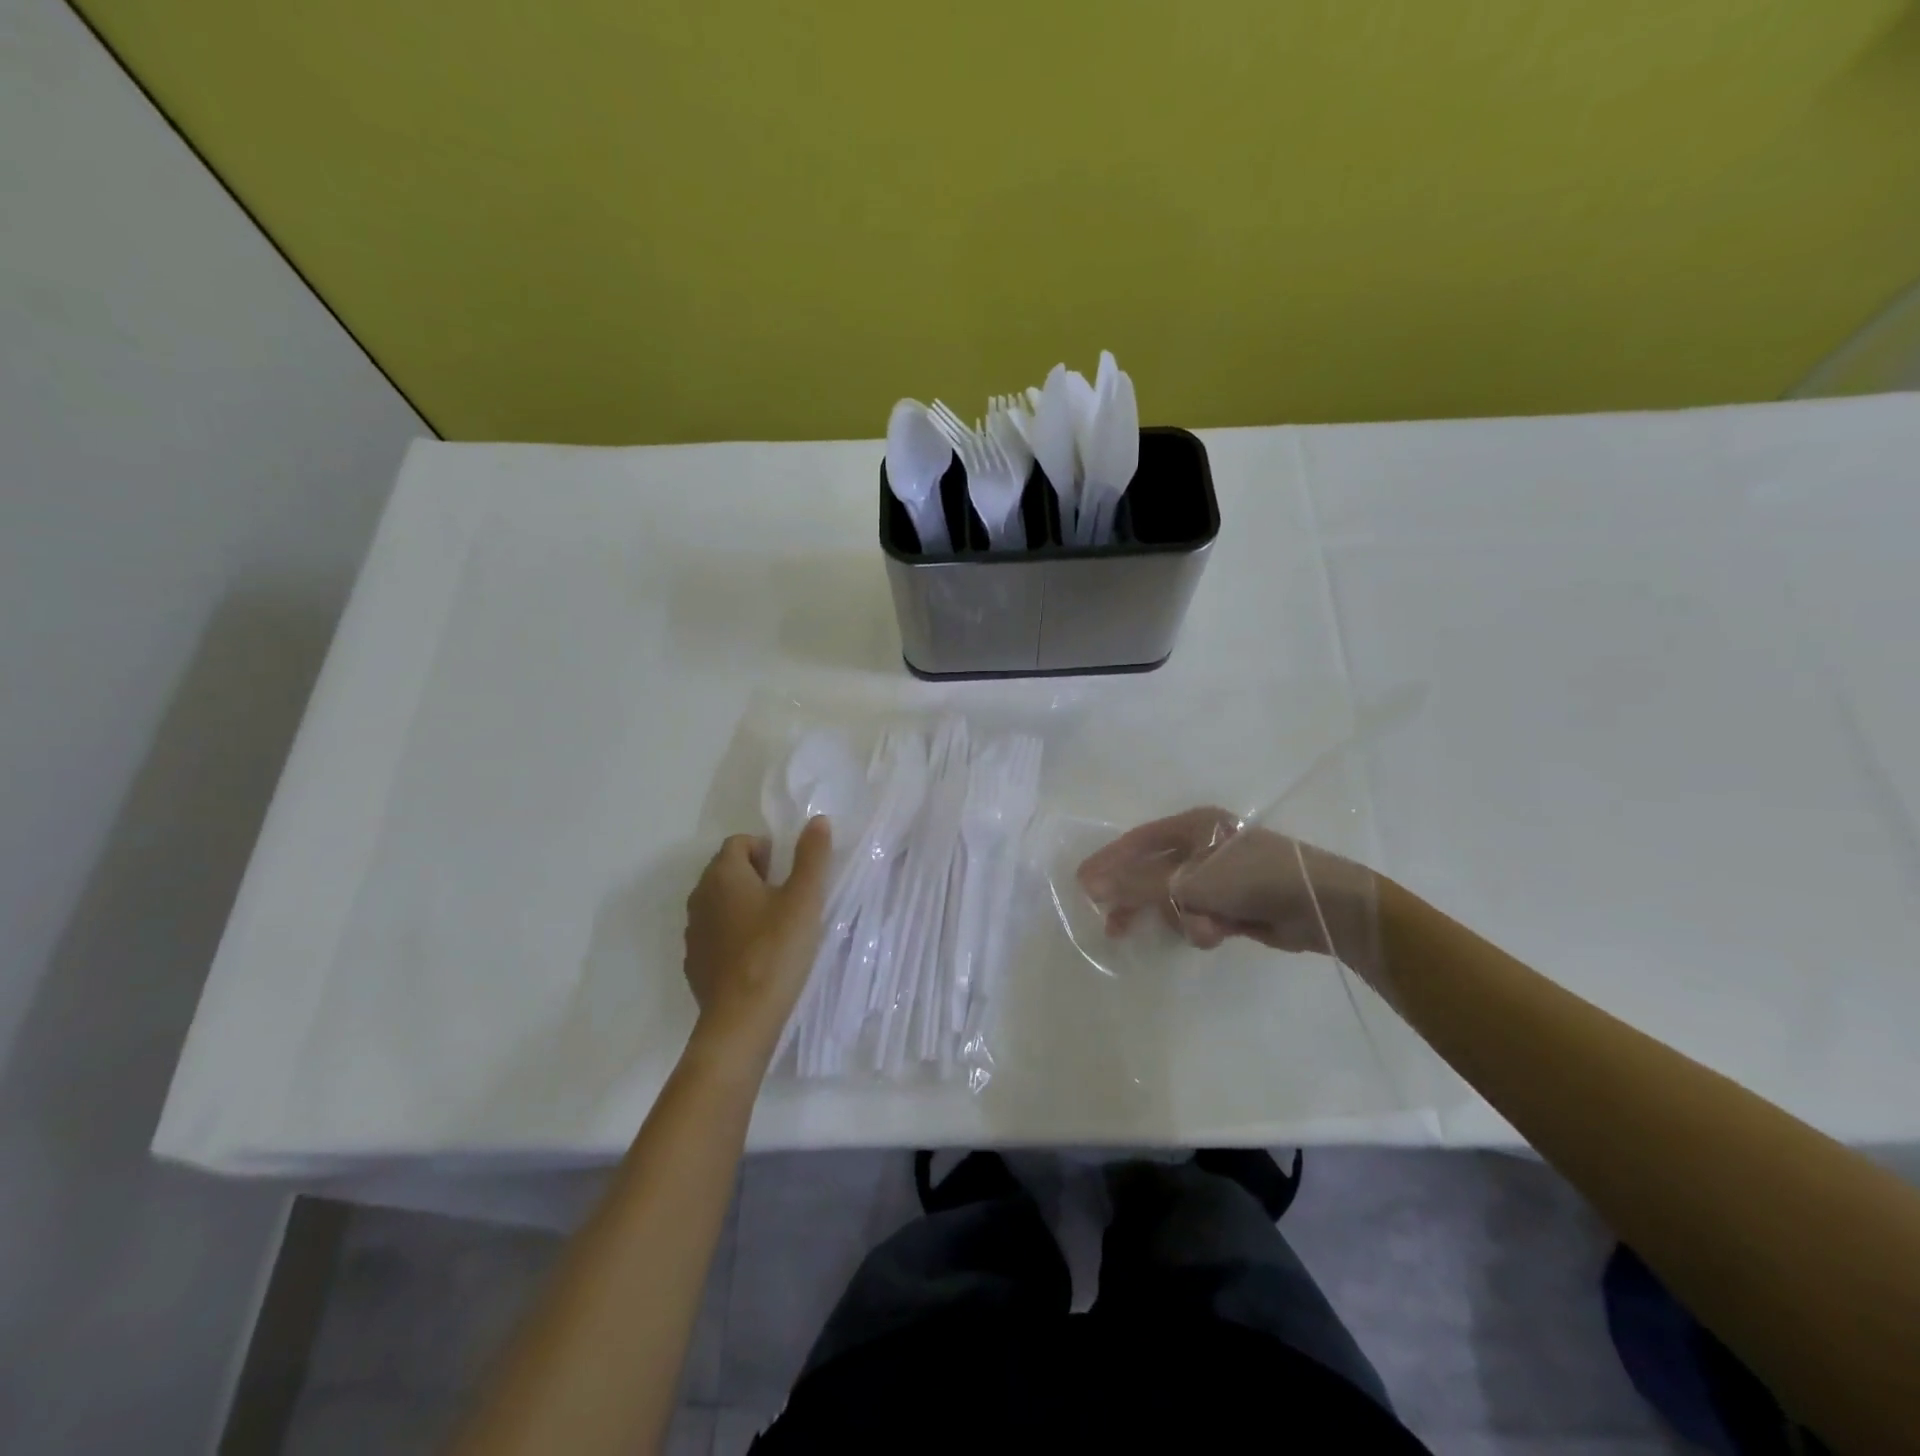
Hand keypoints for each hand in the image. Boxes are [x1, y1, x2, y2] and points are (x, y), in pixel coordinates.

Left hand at [683, 817, 830, 1062]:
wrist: (741, 1020)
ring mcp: (693, 932)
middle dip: (755, 875)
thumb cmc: (776, 950)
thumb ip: (812, 856)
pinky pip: (714, 934)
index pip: (738, 842)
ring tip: (774, 925)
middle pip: (726, 871)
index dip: (766, 850)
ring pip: (719, 903)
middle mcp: (700, 897)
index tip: (788, 872)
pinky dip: (733, 934)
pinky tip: (757, 955)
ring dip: (743, 904)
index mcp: (723, 875)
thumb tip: (817, 820)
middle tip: (787, 896)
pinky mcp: (695, 963)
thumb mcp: (804, 899)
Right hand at [1076, 807, 1383, 979]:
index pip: (1137, 843)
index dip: (1108, 863)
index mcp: (1193, 826)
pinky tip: (1222, 933)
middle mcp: (1203, 847)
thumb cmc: (1251, 879)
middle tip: (1114, 927)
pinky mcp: (1233, 904)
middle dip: (1141, 902)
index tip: (1082, 885)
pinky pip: (1200, 917)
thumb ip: (1137, 885)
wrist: (1321, 906)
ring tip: (1204, 929)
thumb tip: (1090, 885)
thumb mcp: (1188, 880)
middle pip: (1154, 875)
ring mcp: (1219, 877)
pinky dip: (1205, 927)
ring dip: (1184, 919)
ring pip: (1177, 902)